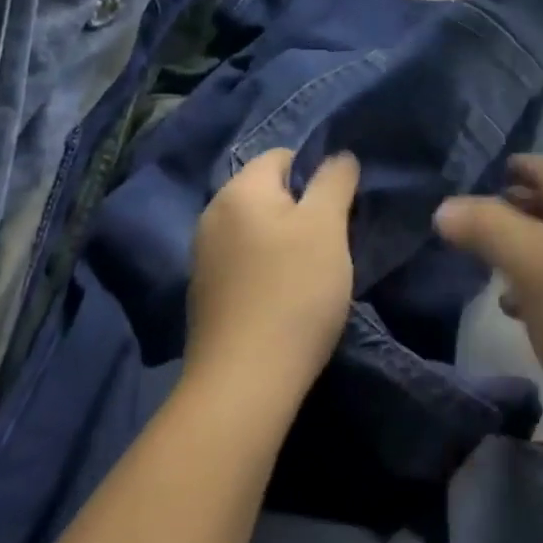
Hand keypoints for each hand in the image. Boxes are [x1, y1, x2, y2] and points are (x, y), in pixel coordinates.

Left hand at [188, 148, 359, 399]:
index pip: (284, 156)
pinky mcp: (205, 297)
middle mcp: (213, 215)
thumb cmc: (293, 291)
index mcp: (239, 189)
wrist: (243, 387)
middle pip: (270, 193)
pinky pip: (245, 263)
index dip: (317, 175)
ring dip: (286, 243)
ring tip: (314, 274)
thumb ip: (335, 179)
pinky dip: (267, 271)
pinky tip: (285, 300)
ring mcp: (204, 258)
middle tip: (332, 242)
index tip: (338, 210)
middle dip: (303, 210)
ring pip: (258, 230)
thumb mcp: (327, 224)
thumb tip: (338, 156)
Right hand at [434, 155, 542, 444]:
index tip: (482, 169)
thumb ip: (487, 227)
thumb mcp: (532, 262)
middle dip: (513, 205)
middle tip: (472, 214)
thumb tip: (444, 208)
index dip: (517, 164)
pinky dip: (532, 286)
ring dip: (519, 247)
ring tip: (481, 259)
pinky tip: (512, 307)